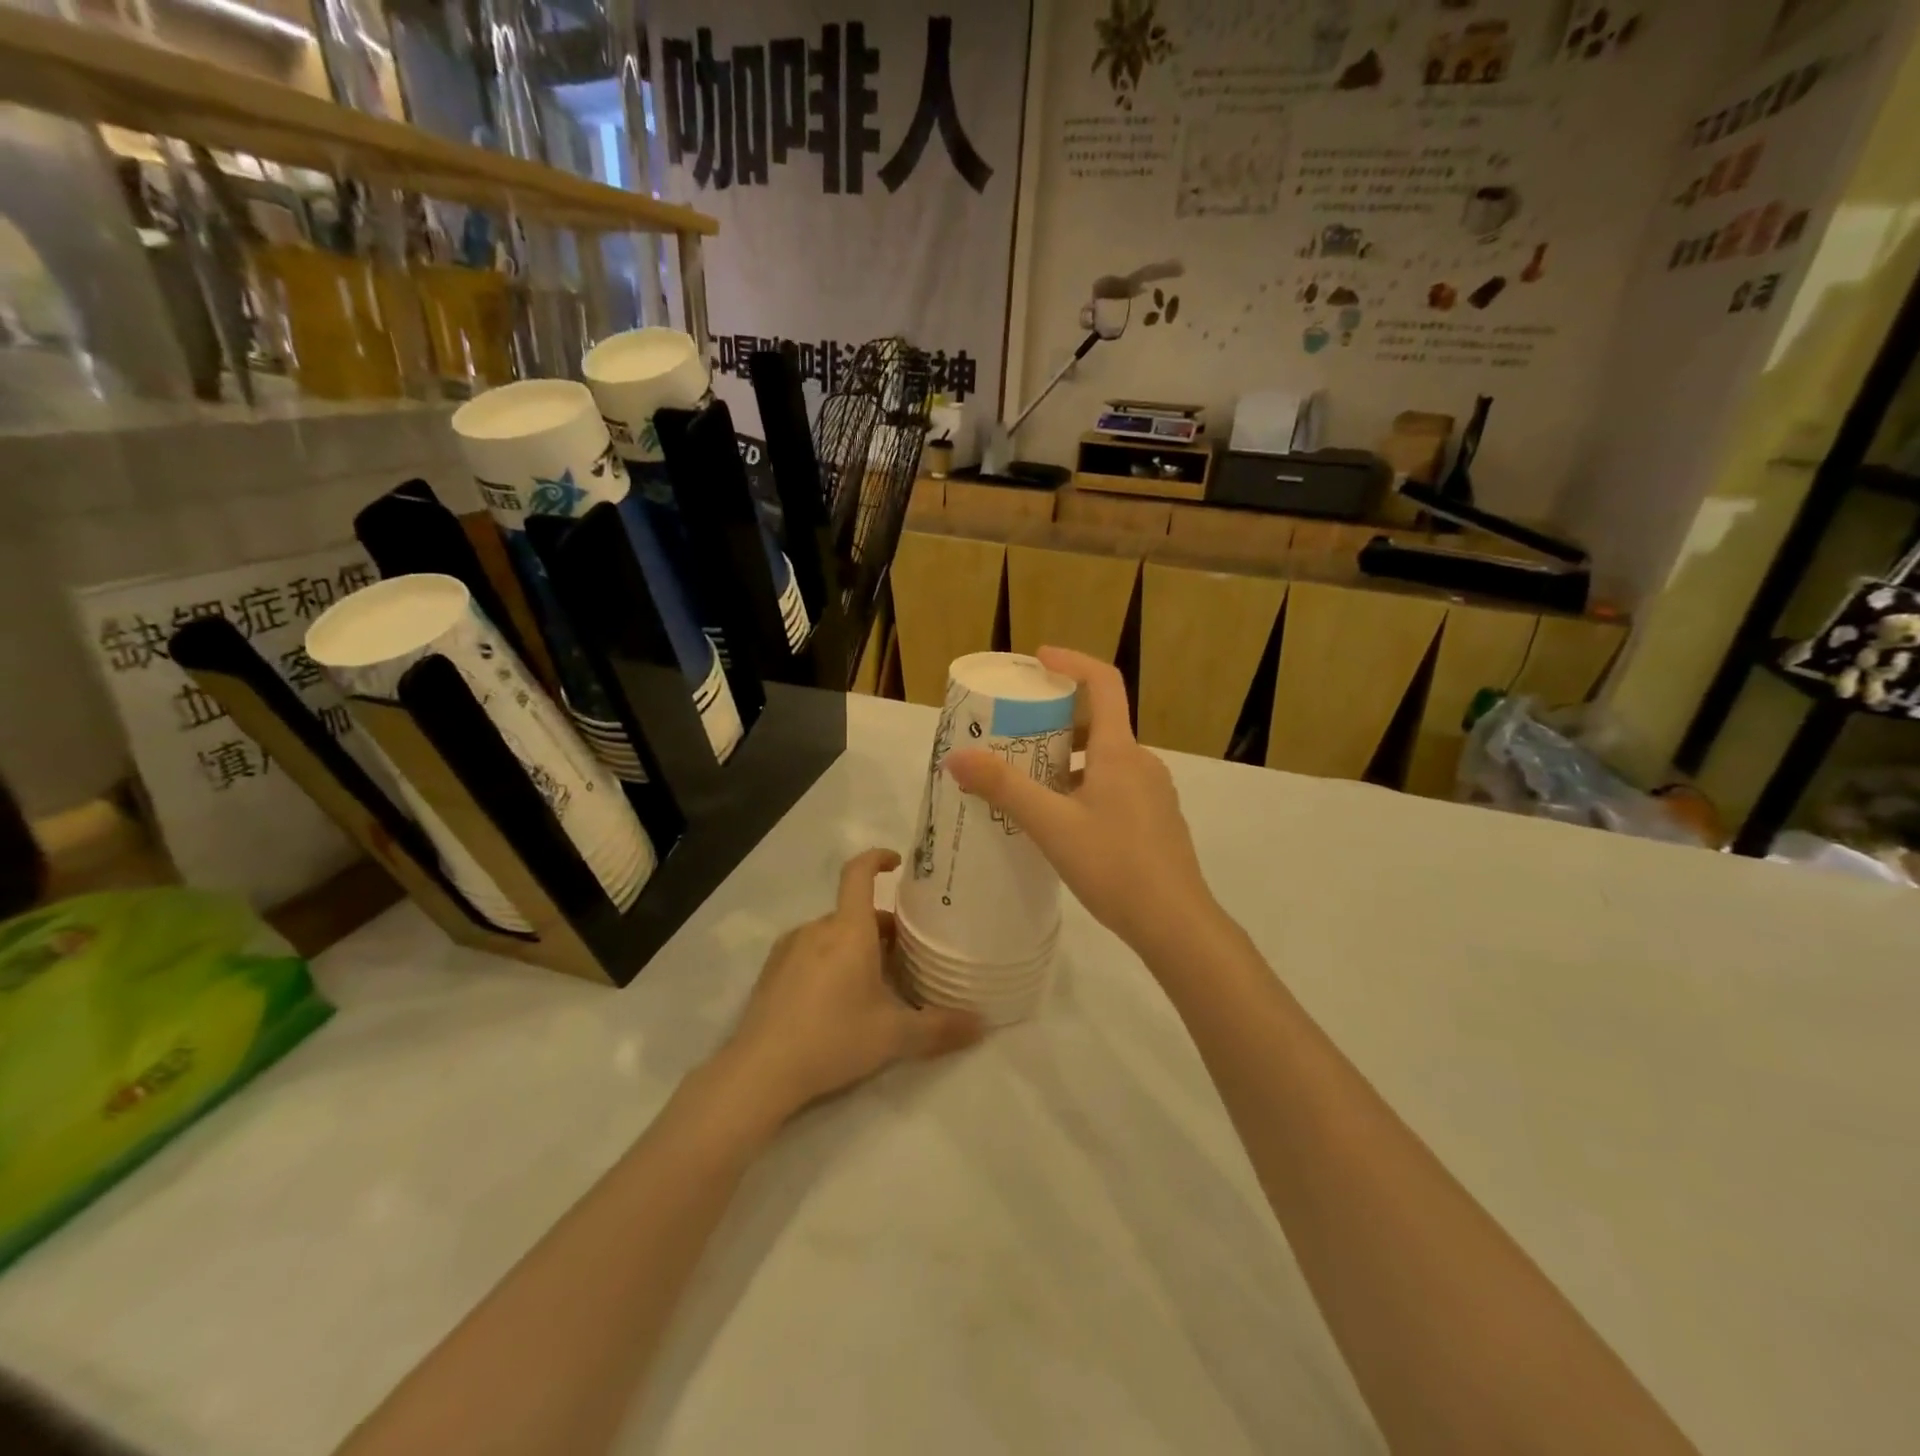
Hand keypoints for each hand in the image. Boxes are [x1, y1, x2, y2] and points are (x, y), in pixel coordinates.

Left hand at [721, 849, 983, 1117]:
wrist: (760, 1071)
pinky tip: (836, 1001)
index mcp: (848, 930)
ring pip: (832, 934)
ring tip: (873, 984)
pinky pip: (809, 952)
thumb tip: (983, 1025)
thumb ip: (940, 1028)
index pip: (859, 873)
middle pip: (854, 913)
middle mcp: (817, 929)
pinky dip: (829, 961)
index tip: (896, 862)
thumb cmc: (833, 1038)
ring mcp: (789, 949)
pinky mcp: (771, 972)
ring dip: (855, 947)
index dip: (877, 858)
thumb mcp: (894, 1036)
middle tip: (905, 958)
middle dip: (882, 928)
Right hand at [945, 648, 1216, 959]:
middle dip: (1059, 721)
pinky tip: (1063, 821)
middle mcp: (1141, 762)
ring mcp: (1154, 793)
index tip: (1039, 660)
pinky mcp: (1156, 820)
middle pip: (1101, 722)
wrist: (1175, 923)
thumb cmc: (1114, 865)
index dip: (1071, 662)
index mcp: (1120, 751)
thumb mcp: (1051, 825)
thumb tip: (956, 757)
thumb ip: (1004, 788)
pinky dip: (1086, 786)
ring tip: (1031, 783)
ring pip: (1107, 759)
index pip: (1103, 683)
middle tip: (1018, 734)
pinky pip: (1116, 786)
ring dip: (1070, 760)